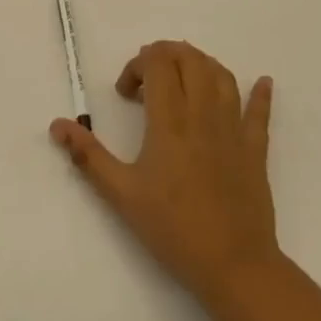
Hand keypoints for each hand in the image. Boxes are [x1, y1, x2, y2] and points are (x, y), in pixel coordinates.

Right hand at [51, 41, 278, 302]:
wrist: (233, 265)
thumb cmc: (172, 228)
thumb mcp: (121, 193)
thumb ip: (88, 155)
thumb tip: (57, 124)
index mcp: (169, 122)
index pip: (158, 64)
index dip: (138, 64)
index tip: (125, 93)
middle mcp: (203, 115)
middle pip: (190, 60)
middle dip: (166, 55)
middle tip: (148, 79)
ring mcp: (233, 130)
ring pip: (222, 76)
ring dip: (201, 64)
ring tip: (183, 76)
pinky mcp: (255, 150)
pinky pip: (261, 113)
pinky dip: (260, 93)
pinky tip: (262, 82)